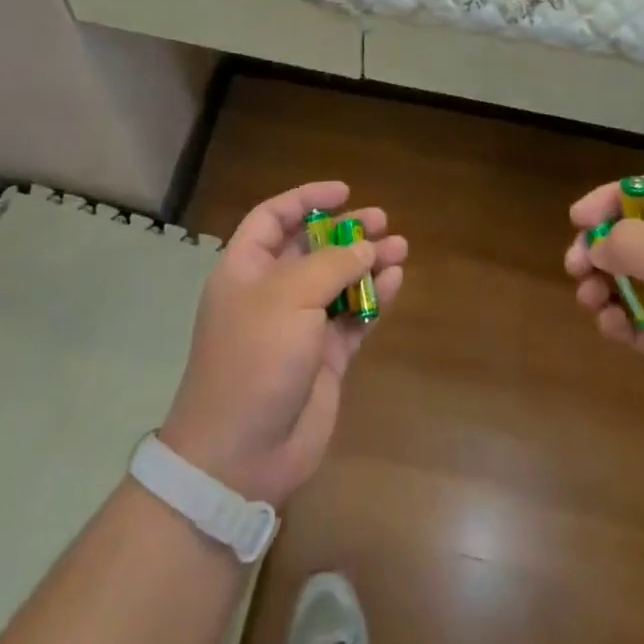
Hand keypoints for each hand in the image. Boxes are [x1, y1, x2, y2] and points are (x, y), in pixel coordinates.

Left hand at [161, 181, 408, 506]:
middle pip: (311, 248)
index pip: (272, 218)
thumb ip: (331, 265)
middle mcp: (271, 292)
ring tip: (401, 246)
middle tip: (382, 220)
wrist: (242, 452)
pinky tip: (396, 281)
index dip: (305, 199)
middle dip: (345, 231)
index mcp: (245, 269)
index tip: (343, 191)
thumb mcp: (288, 297)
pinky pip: (352, 318)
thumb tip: (365, 248)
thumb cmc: (255, 358)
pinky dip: (374, 299)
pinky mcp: (324, 359)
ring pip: (338, 282)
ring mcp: (298, 327)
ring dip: (367, 263)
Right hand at [565, 177, 643, 478]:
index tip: (577, 220)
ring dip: (602, 283)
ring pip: (628, 279)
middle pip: (632, 235)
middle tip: (575, 266)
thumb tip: (597, 245)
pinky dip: (617, 319)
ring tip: (591, 300)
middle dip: (599, 246)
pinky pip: (635, 320)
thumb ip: (632, 244)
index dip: (610, 199)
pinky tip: (614, 329)